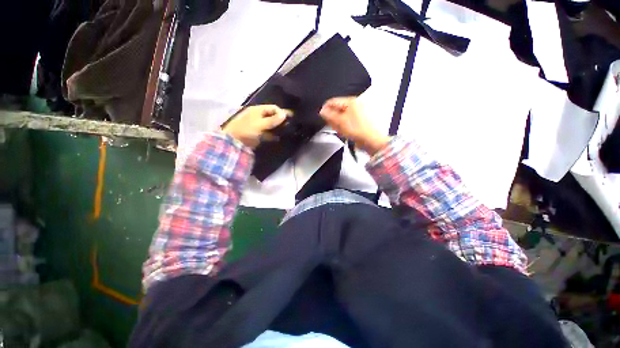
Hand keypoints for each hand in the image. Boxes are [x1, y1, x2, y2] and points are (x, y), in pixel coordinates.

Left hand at [222, 105, 288, 148]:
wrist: (234, 142)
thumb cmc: (247, 129)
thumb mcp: (261, 124)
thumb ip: (273, 120)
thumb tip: (285, 114)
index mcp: (258, 110)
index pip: (273, 108)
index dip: (281, 112)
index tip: (289, 118)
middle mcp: (259, 116)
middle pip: (272, 116)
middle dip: (281, 120)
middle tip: (290, 124)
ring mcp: (258, 125)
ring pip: (271, 125)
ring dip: (278, 128)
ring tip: (286, 131)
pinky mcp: (258, 134)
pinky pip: (268, 133)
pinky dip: (273, 135)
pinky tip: (279, 137)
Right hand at [319, 97, 389, 154]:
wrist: (372, 140)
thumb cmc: (358, 130)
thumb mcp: (340, 122)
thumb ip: (329, 115)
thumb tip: (322, 111)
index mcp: (351, 101)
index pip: (333, 101)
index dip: (325, 109)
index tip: (321, 116)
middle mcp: (357, 104)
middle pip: (339, 108)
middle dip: (333, 117)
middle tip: (330, 125)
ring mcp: (361, 111)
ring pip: (344, 115)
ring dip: (338, 122)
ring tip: (339, 130)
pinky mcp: (362, 120)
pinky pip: (349, 120)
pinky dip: (345, 124)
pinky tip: (345, 131)